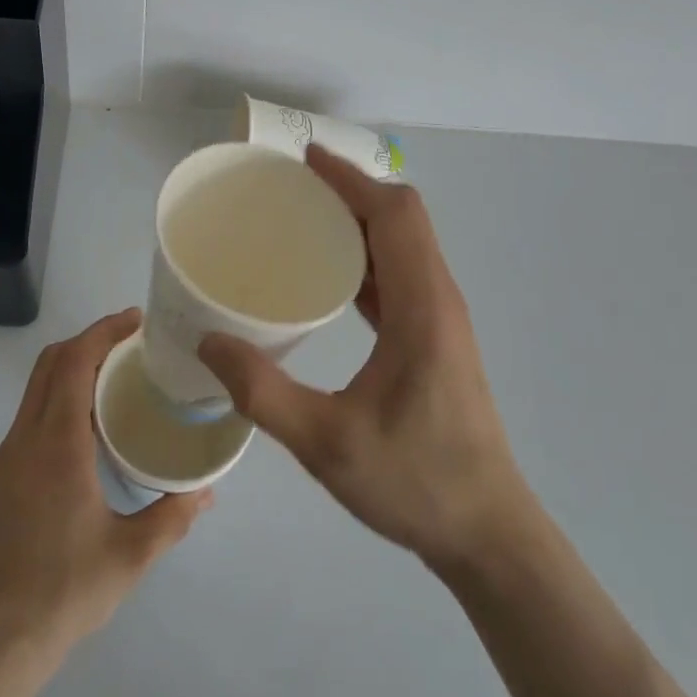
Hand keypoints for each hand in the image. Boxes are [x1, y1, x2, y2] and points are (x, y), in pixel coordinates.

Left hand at [0, 309, 211, 672]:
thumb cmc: (64, 593)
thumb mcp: (130, 556)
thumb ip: (172, 517)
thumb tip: (207, 490)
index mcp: (57, 445)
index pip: (75, 362)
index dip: (103, 331)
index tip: (135, 319)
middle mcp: (24, 440)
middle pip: (50, 364)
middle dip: (89, 340)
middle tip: (130, 342)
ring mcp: (3, 460)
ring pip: (35, 390)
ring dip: (70, 369)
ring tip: (113, 381)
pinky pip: (28, 419)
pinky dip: (56, 400)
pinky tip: (83, 432)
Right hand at [198, 147, 527, 569]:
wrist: (488, 534)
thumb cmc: (416, 483)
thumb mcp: (327, 444)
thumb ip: (264, 394)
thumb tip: (208, 345)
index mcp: (422, 308)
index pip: (395, 215)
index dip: (351, 180)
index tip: (305, 162)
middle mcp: (438, 299)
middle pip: (402, 218)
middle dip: (350, 191)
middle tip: (292, 188)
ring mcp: (440, 317)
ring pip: (403, 243)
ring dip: (359, 220)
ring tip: (302, 219)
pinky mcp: (434, 336)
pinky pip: (399, 273)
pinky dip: (364, 255)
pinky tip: (325, 274)